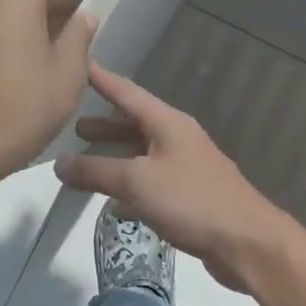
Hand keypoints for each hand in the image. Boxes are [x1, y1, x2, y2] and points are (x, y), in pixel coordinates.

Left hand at [0, 0, 98, 171]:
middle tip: (79, 23)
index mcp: (14, 0)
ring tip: (48, 48)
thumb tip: (83, 15)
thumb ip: (79, 34)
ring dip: (26, 24)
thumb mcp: (69, 71)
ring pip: (1, 16)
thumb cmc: (29, 106)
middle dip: (54, 3)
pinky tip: (15, 69)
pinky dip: (2, 43)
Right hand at [55, 64, 290, 291]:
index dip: (102, 80)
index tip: (78, 64)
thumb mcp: (137, 181)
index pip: (128, 93)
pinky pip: (153, 183)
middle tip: (73, 126)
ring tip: (85, 162)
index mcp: (168, 124)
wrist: (246, 241)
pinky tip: (115, 204)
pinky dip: (132, 187)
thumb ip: (96, 171)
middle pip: (135, 124)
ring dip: (116, 157)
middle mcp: (179, 139)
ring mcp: (188, 168)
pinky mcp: (191, 197)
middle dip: (105, 125)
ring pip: (143, 155)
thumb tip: (59, 163)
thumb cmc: (192, 201)